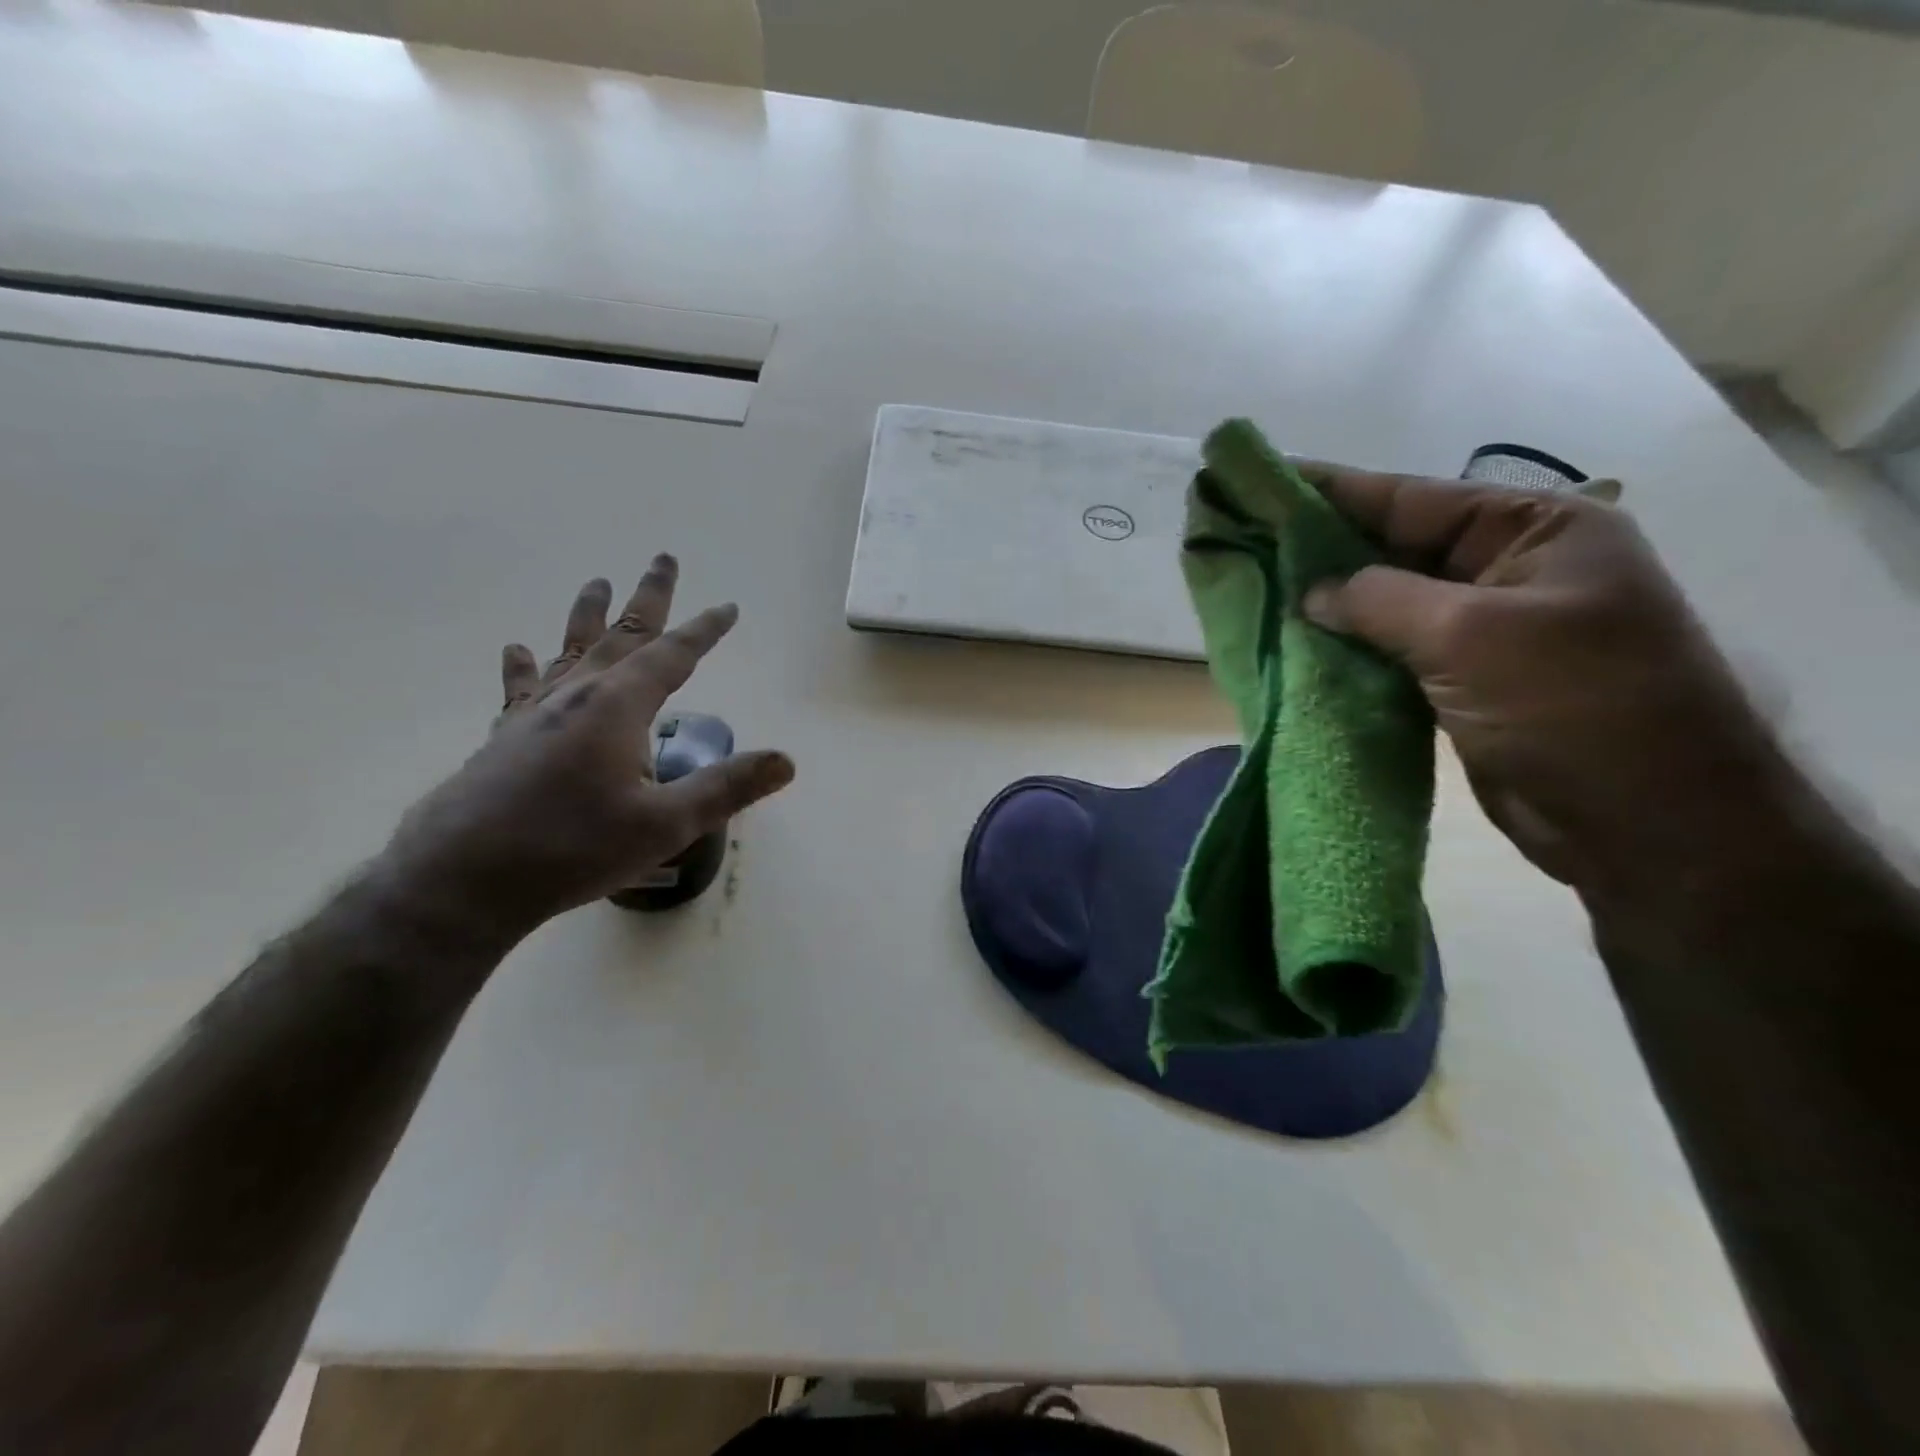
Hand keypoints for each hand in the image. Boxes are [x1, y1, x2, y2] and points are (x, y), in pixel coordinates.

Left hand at [380, 555, 794, 944]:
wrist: (462, 879)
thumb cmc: (573, 848)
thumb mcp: (666, 825)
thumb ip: (727, 788)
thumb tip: (785, 761)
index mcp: (619, 707)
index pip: (674, 655)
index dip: (705, 630)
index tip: (727, 607)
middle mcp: (578, 695)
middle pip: (622, 634)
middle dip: (649, 597)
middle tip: (663, 559)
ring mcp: (535, 713)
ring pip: (572, 650)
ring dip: (589, 615)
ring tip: (597, 583)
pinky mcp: (506, 737)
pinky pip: (522, 688)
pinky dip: (525, 667)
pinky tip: (518, 651)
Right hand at [1296, 468, 1784, 897]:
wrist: (1645, 824)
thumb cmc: (1573, 706)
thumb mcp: (1469, 635)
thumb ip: (1379, 600)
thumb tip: (1311, 591)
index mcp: (1534, 532)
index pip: (1413, 498)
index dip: (1334, 491)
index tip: (1265, 483)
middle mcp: (1509, 571)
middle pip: (1397, 548)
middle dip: (1323, 549)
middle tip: (1247, 540)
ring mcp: (1487, 630)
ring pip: (1389, 604)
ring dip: (1330, 604)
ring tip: (1258, 590)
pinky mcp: (1464, 682)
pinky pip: (1393, 651)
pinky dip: (1349, 649)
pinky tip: (1298, 645)